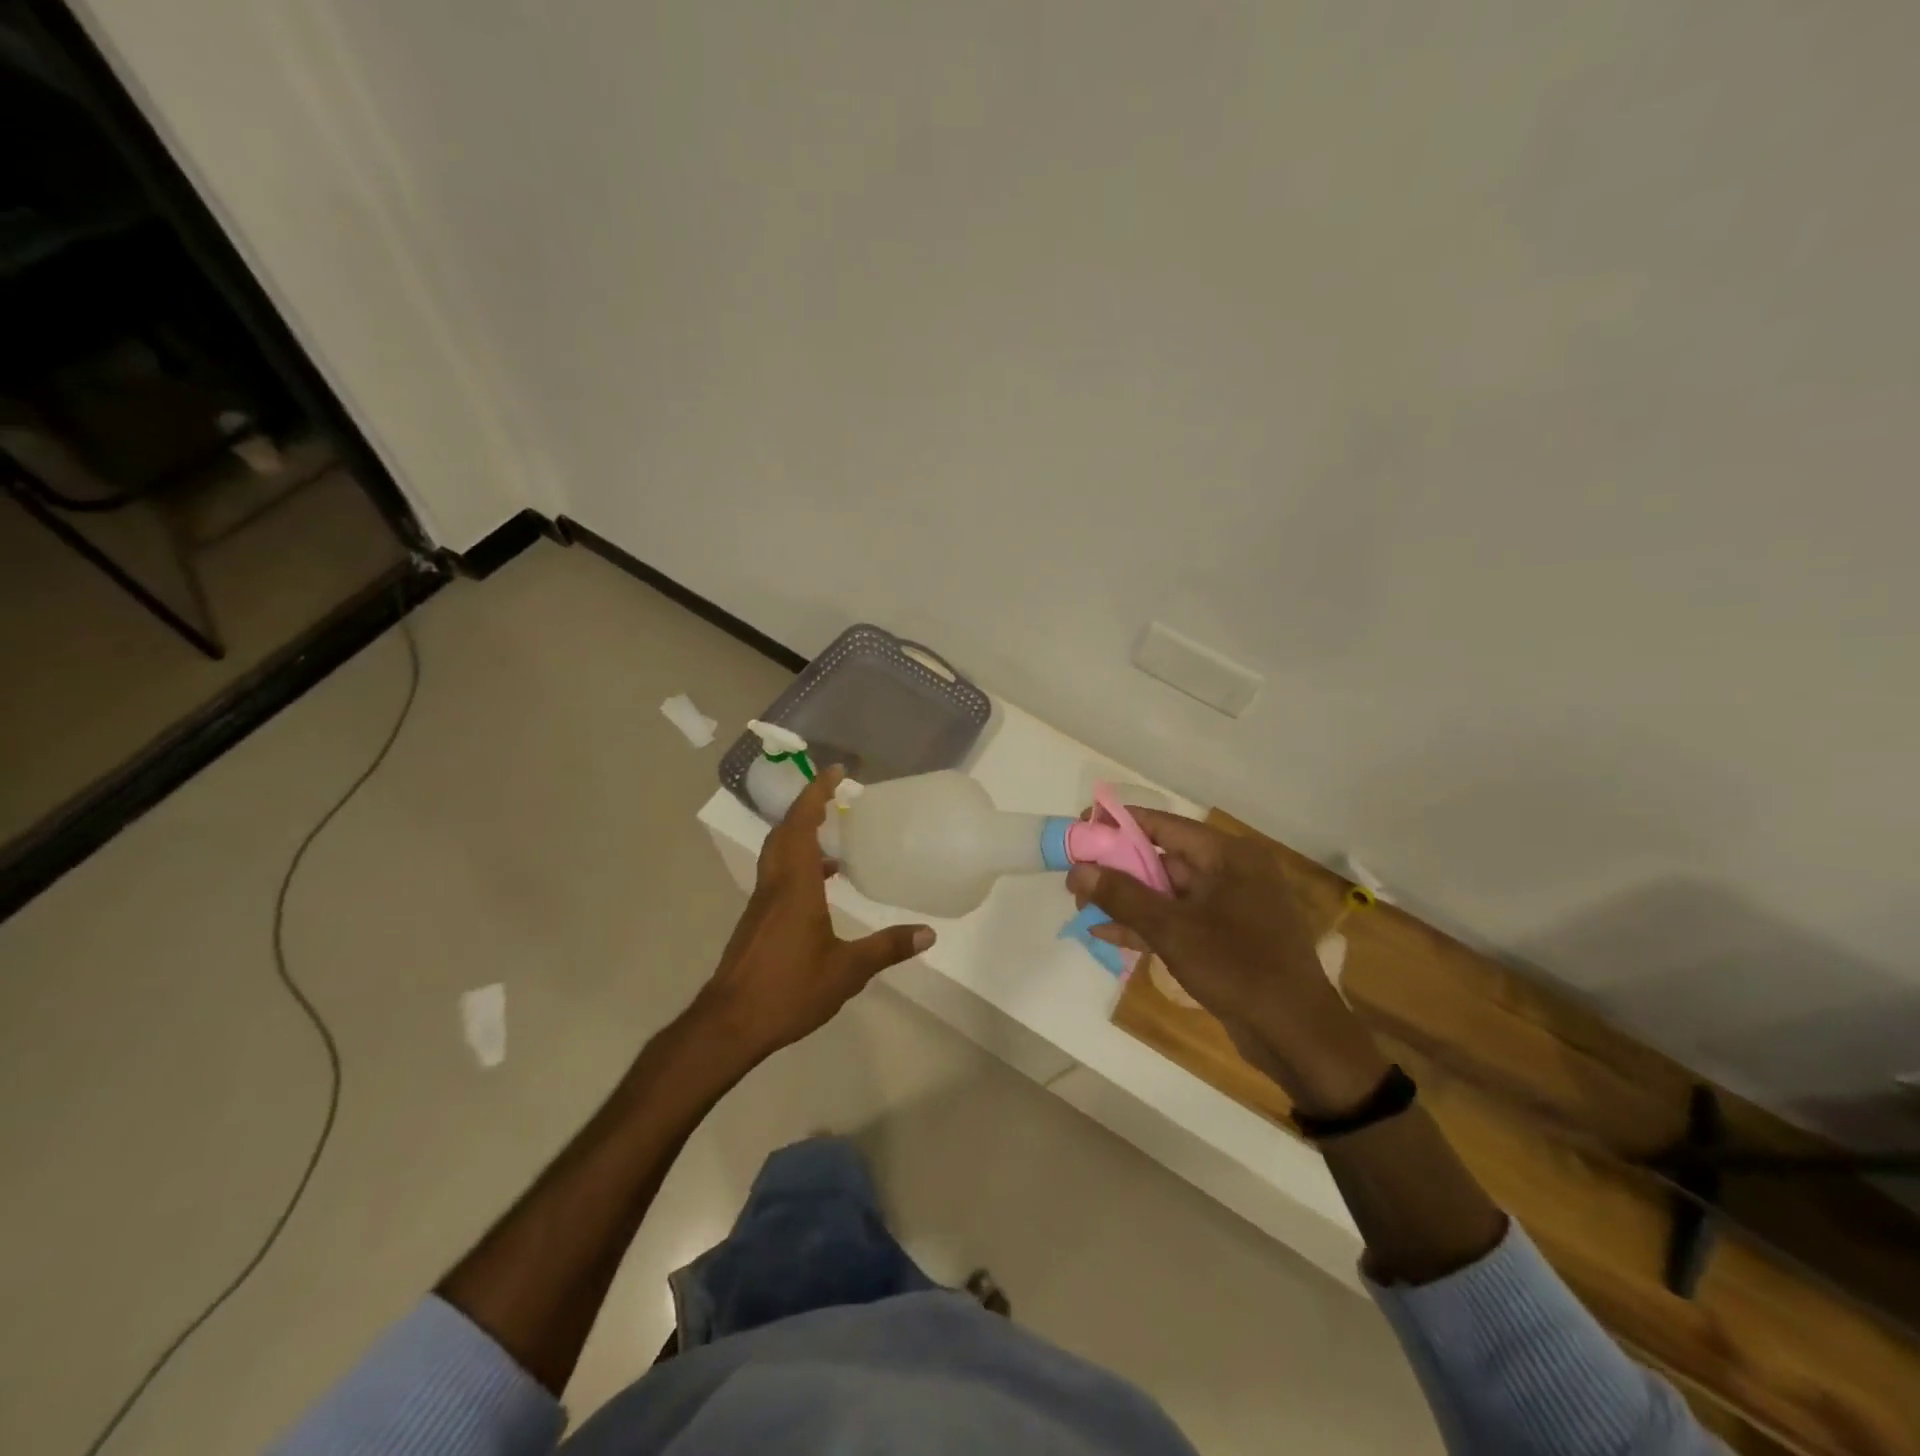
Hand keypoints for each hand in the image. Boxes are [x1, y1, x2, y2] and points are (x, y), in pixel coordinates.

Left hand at [694, 766, 933, 1062]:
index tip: (835, 771)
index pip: (802, 825)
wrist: (730, 1023)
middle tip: (834, 795)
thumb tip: (928, 933)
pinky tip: (820, 888)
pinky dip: (797, 864)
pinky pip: (777, 875)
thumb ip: (887, 948)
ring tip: (833, 839)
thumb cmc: (788, 991)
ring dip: (800, 834)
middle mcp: (774, 885)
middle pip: (784, 832)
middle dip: (807, 807)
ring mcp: (761, 904)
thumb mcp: (847, 972)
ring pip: (777, 853)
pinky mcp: (756, 922)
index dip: (816, 794)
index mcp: (795, 886)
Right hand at [1067, 811, 1387, 1115]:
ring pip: (1167, 892)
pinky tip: (1106, 933)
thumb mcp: (1173, 930)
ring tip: (1081, 905)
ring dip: (1126, 899)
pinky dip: (1146, 925)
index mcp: (1228, 856)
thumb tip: (1077, 870)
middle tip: (1076, 875)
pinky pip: (1178, 920)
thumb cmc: (1239, 968)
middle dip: (1117, 868)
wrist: (1297, 1037)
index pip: (1164, 825)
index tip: (1082, 823)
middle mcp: (1231, 873)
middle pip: (1163, 858)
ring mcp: (1230, 908)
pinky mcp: (1226, 939)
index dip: (1120, 823)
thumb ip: (1123, 896)